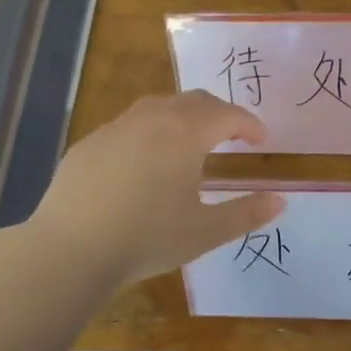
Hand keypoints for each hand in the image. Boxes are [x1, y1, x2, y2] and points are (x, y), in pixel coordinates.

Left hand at [29, 92, 284, 287]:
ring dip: (182, 118)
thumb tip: (280, 200)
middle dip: (218, 113)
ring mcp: (114, 127)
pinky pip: (128, 127)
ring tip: (190, 143)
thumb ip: (246, 214)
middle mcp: (151, 118)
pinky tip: (144, 164)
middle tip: (232, 135)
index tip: (260, 140)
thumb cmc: (147, 238)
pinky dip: (149, 134)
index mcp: (185, 133)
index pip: (227, 114)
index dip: (248, 124)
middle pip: (193, 101)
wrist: (71, 249)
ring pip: (157, 108)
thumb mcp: (205, 232)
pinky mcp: (88, 144)